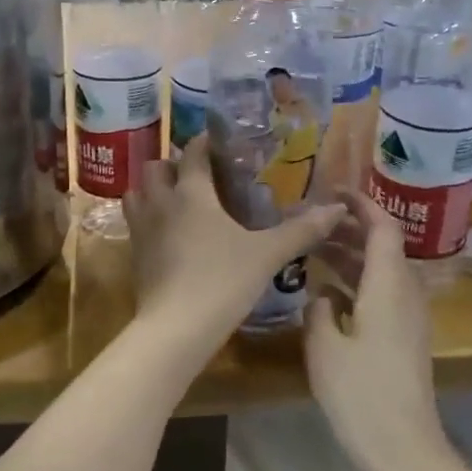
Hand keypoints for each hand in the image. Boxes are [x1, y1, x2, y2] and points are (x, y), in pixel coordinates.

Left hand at [124, 135, 345, 351]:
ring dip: (153, 189)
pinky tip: (170, 235)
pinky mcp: (134, 255)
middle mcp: (161, 202)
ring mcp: (141, 228)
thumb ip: (301, 230)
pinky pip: (135, 223)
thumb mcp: (267, 255)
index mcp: (191, 192)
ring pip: (137, 192)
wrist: (176, 328)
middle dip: (173, 164)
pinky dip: (148, 219)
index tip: (221, 143)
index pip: (193, 152)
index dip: (206, 143)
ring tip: (177, 200)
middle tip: (198, 176)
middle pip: (156, 167)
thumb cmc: (223, 280)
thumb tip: (337, 209)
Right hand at [306, 192, 451, 470]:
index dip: (360, 204)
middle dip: (349, 228)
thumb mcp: (324, 345)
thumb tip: (322, 294)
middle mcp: (405, 293)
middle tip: (310, 221)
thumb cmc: (360, 393)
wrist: (403, 450)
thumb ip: (319, 308)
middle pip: (382, 246)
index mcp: (388, 284)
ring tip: (311, 249)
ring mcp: (408, 318)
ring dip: (350, 256)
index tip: (330, 191)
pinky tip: (325, 292)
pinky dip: (356, 283)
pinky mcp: (404, 338)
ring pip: (380, 271)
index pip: (382, 226)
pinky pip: (381, 294)